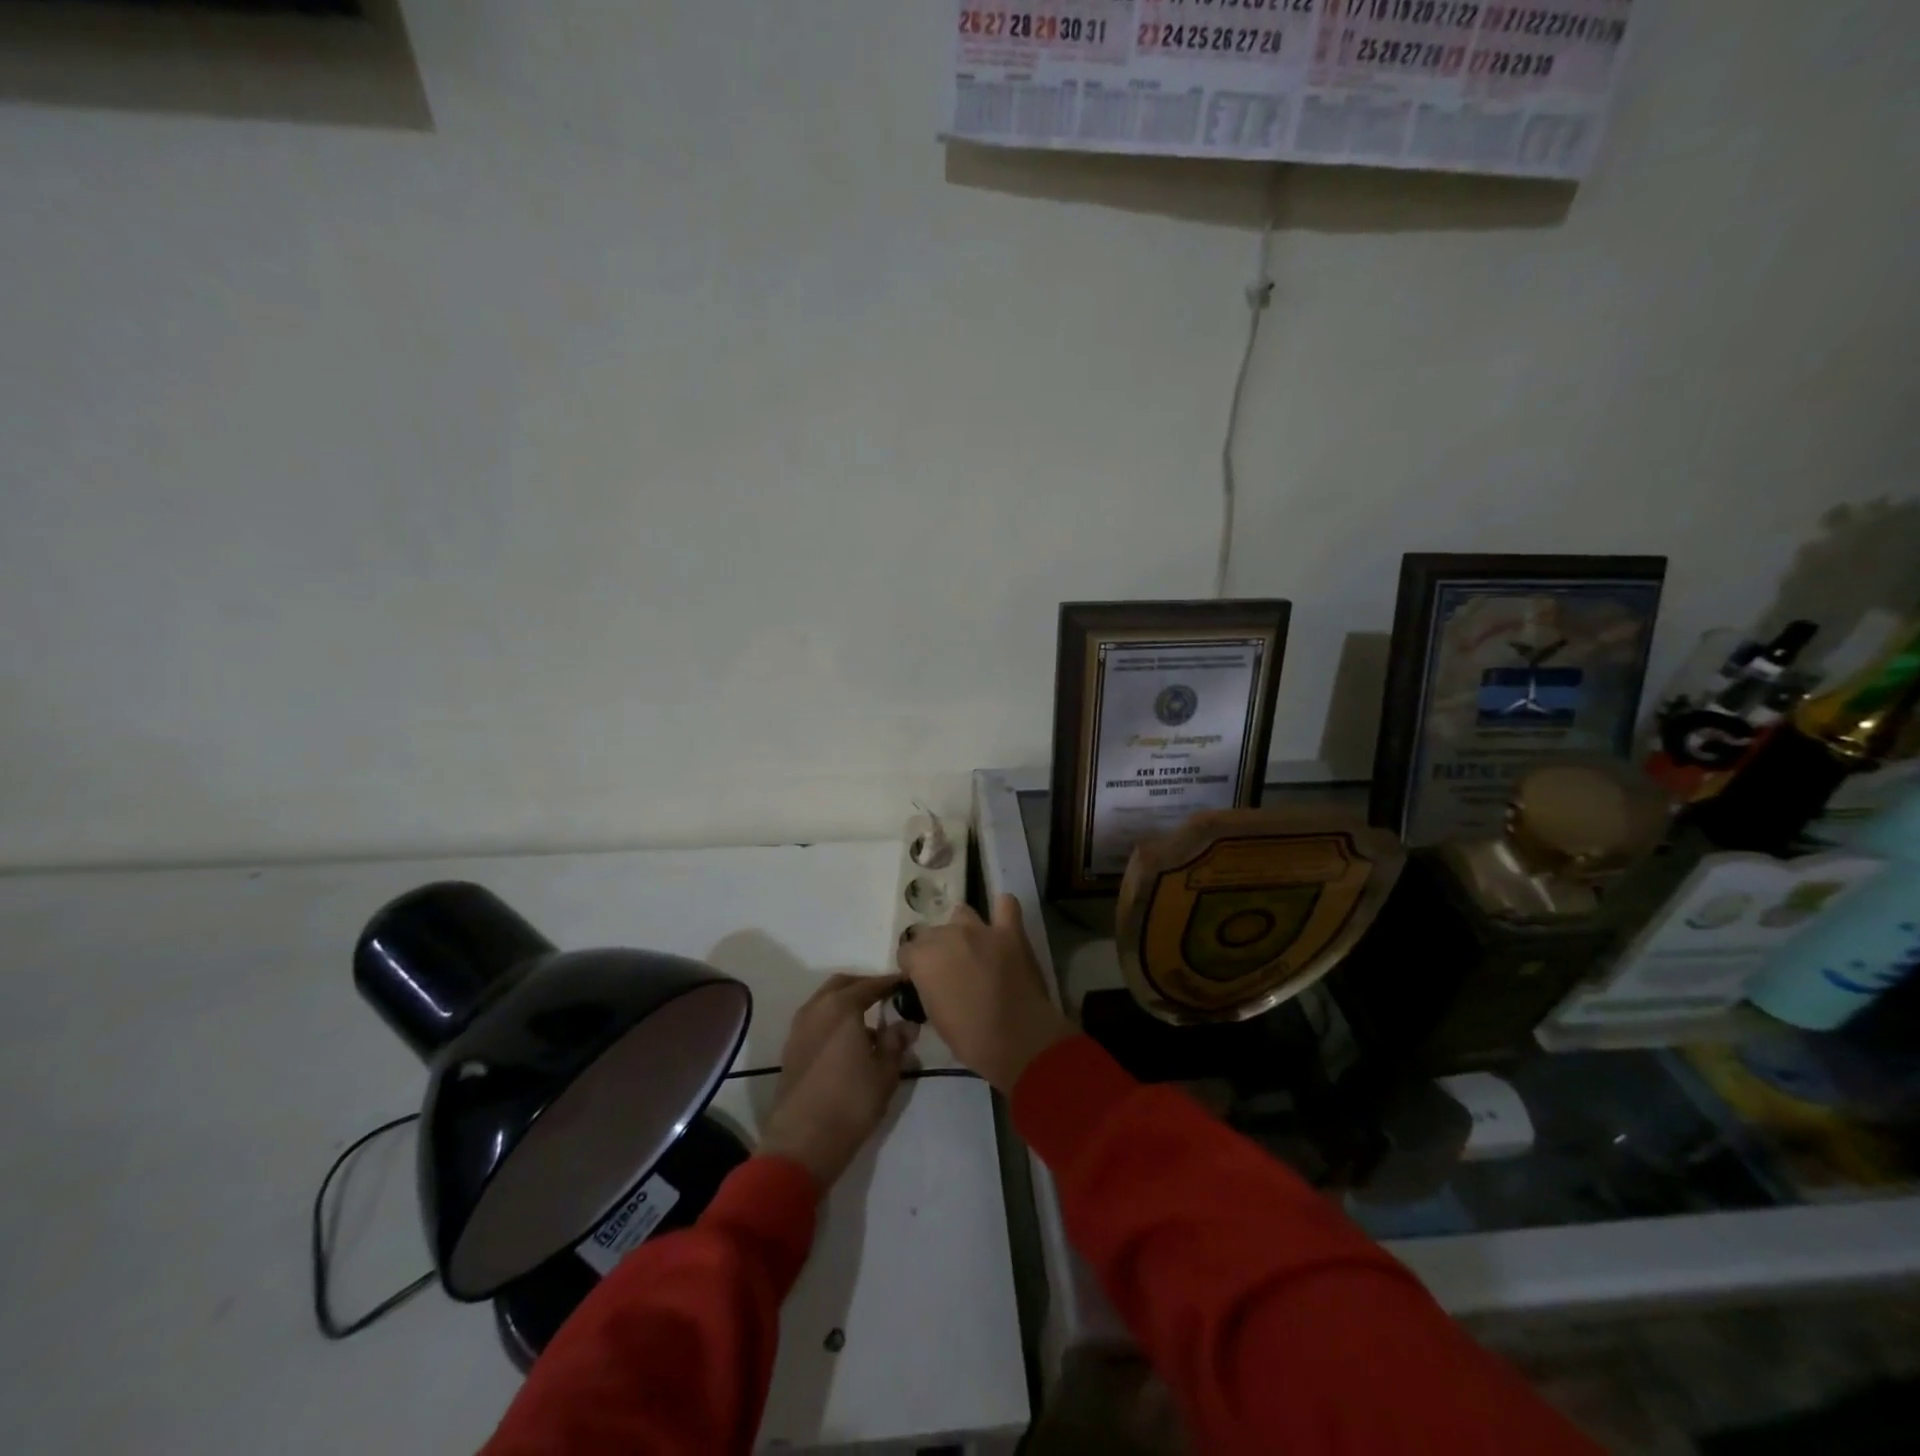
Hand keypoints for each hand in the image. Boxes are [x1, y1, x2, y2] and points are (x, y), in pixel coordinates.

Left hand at [759, 974, 917, 1189]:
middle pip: (842, 985)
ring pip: (824, 1001)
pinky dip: (831, 1019)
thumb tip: (907, 1024)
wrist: (801, 1142)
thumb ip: (896, 1042)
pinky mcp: (790, 1049)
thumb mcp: (885, 1072)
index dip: (889, 983)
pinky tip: (847, 1042)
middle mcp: (816, 1009)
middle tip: (885, 996)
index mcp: (841, 1007)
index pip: (870, 984)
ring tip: (868, 1022)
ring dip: (845, 1003)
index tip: (905, 984)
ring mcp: (799, 1028)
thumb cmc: (850, 1102)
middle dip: (863, 986)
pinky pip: (815, 1020)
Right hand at [898, 894, 1073, 1093]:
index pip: (907, 952)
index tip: (923, 981)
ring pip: (961, 914)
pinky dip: (1001, 911)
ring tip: (972, 948)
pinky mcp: (1010, 931)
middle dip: (936, 949)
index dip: (914, 967)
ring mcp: (980, 929)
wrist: (1017, 1039)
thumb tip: (932, 981)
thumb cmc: (970, 1038)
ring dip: (962, 929)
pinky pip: (1006, 904)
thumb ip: (928, 987)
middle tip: (949, 970)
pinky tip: (1001, 924)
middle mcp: (947, 935)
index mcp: (923, 958)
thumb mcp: (934, 1016)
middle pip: (932, 932)